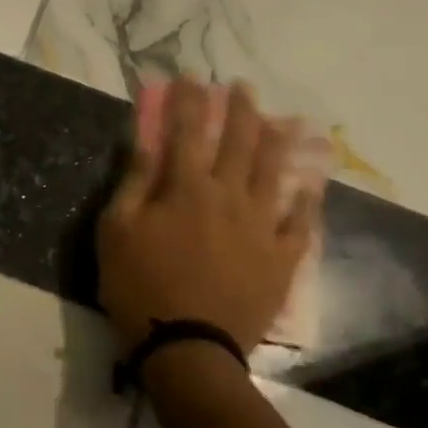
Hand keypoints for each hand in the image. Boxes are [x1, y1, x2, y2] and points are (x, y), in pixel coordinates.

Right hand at [97, 78, 324, 352]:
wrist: (188, 350)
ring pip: (273, 173)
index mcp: (186, 188)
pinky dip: (306, 202)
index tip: (189, 77)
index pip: (186, 130)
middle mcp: (229, 196)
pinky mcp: (281, 259)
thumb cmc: (140, 288)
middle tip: (242, 88)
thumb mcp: (117, 231)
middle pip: (238, 142)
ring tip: (279, 121)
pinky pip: (300, 224)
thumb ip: (135, 181)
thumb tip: (146, 139)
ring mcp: (261, 227)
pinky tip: (311, 186)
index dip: (187, 100)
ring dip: (275, 141)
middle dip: (239, 109)